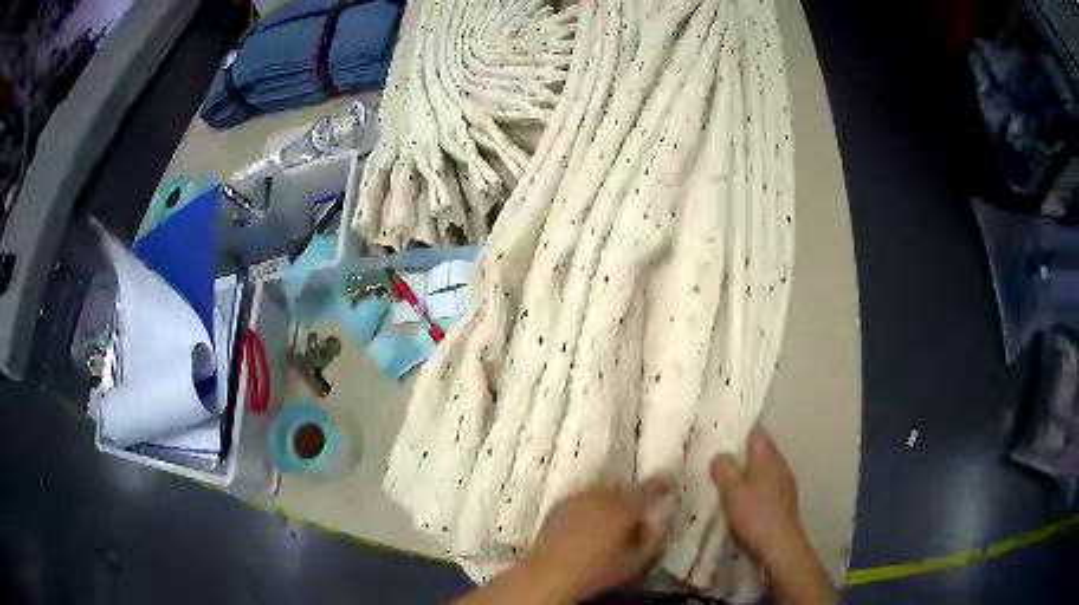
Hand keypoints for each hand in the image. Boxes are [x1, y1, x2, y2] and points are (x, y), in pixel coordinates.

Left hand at [526, 478, 674, 600]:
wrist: (550, 572)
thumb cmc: (597, 571)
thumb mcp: (636, 562)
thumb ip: (652, 538)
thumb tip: (654, 522)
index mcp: (625, 507)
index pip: (650, 489)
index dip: (662, 485)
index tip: (668, 484)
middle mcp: (602, 495)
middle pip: (625, 491)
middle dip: (632, 500)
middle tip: (634, 518)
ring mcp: (578, 497)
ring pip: (603, 494)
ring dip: (610, 503)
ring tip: (609, 525)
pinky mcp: (560, 504)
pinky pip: (583, 500)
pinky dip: (590, 508)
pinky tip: (587, 526)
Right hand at [710, 426, 802, 564]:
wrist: (780, 544)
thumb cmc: (755, 515)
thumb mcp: (732, 492)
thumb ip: (724, 470)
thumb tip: (720, 455)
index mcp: (768, 457)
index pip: (756, 433)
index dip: (740, 434)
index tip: (722, 442)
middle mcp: (780, 465)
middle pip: (761, 452)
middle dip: (742, 457)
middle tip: (720, 467)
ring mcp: (785, 483)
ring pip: (764, 470)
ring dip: (749, 475)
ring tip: (730, 486)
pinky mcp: (785, 500)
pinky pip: (768, 486)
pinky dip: (757, 490)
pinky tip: (746, 504)